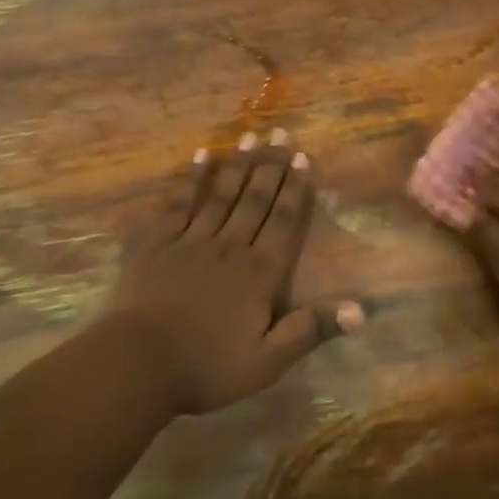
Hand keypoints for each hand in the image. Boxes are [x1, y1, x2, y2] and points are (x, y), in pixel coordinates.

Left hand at [110, 133, 354, 414]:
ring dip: (236, 164)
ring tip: (249, 135)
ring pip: (219, 194)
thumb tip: (361, 311)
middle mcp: (228, 246)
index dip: (294, 188)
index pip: (282, 221)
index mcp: (258, 272)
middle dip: (270, 164)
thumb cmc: (206, 366)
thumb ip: (310, 331)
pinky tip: (198, 157)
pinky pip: (176, 203)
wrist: (137, 364)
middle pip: (253, 199)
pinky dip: (189, 179)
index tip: (302, 156)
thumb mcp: (267, 361)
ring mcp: (189, 240)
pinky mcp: (155, 242)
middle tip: (280, 132)